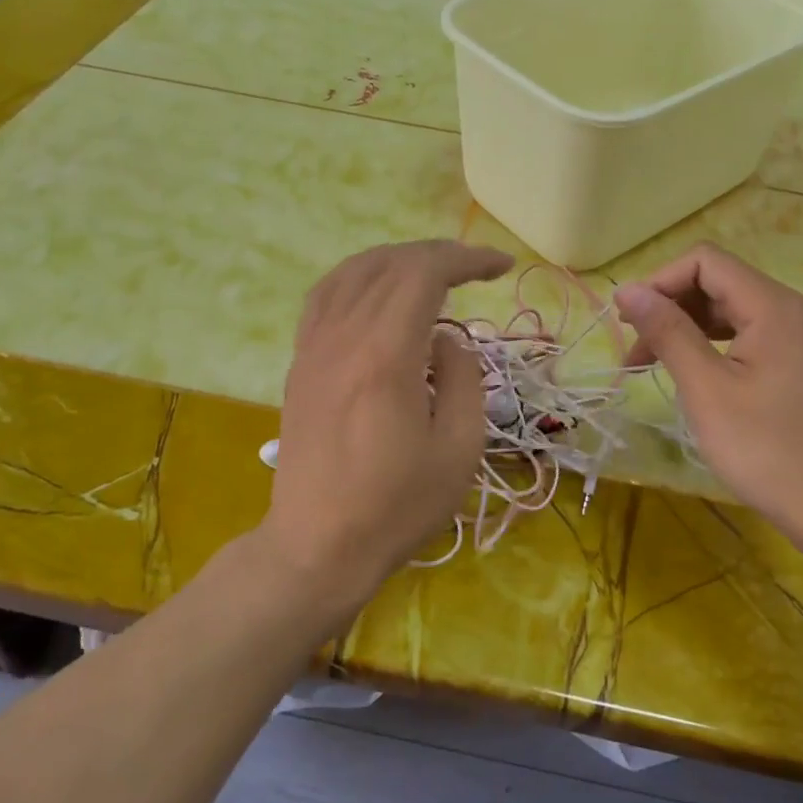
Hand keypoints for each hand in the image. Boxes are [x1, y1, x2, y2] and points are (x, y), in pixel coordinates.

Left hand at [264, 241, 511, 599]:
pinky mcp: (301, 363)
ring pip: (353, 271)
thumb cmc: (397, 506)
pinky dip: (359, 277)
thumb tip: (448, 339)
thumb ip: (463, 379)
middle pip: (390, 264)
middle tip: (477, 270)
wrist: (319, 546)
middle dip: (439, 255)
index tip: (501, 266)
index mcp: (385, 355)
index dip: (467, 259)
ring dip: (398, 260)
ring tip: (433, 272)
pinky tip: (378, 290)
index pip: (424, 274)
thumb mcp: (458, 448)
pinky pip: (325, 296)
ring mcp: (314, 347)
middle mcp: (343, 337)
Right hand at [614, 244, 802, 553]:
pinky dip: (718, 348)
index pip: (705, 262)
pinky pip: (756, 338)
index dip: (659, 282)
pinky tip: (701, 380)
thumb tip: (628, 291)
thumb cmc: (772, 451)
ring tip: (656, 367)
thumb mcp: (708, 390)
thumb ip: (668, 332)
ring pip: (737, 313)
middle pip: (721, 284)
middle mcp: (796, 311)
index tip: (626, 324)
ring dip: (690, 330)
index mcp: (774, 306)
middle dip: (671, 309)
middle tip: (634, 355)